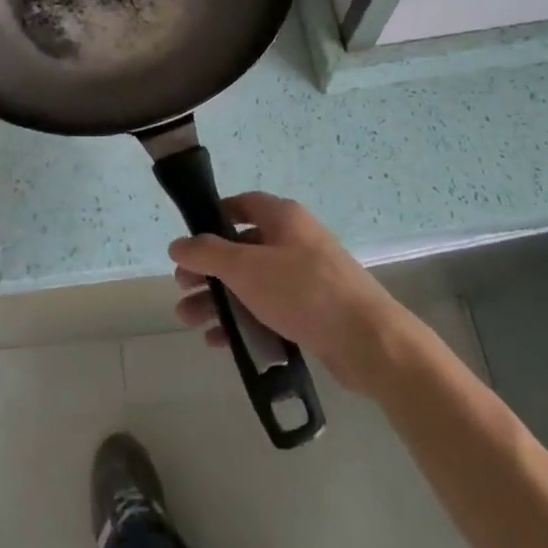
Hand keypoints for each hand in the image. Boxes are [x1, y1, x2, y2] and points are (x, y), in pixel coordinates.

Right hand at [169, 192, 404, 395]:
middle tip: (182, 290)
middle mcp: (295, 240)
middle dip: (208, 271)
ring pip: (253, 282)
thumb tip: (178, 244)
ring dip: (220, 300)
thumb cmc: (303, 291)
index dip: (213, 218)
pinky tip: (222, 343)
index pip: (241, 205)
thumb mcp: (246, 268)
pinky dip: (245, 320)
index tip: (189, 242)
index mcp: (283, 217)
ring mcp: (307, 276)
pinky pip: (271, 308)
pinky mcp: (315, 311)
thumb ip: (207, 254)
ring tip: (190, 322)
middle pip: (241, 249)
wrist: (370, 342)